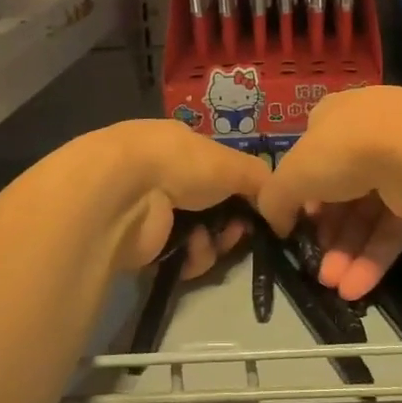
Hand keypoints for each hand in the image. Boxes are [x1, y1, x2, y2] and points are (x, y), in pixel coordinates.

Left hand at [88, 121, 269, 276]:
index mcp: (179, 145)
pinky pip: (180, 257)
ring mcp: (150, 211)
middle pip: (211, 207)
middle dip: (231, 222)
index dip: (241, 190)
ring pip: (198, 234)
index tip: (258, 209)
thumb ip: (260, 179)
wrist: (123, 193)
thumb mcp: (231, 162)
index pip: (217, 169)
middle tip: (239, 232)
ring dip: (213, 242)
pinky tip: (191, 251)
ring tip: (211, 242)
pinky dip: (192, 257)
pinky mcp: (141, 245)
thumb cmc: (179, 163)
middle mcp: (163, 174)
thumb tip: (278, 203)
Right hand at [258, 88, 401, 301]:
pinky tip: (356, 288)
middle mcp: (365, 136)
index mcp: (333, 118)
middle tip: (316, 265)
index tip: (296, 222)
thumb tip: (277, 223)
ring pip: (366, 214)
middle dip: (326, 233)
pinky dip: (373, 257)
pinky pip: (392, 227)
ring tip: (333, 285)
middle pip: (339, 191)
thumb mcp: (291, 174)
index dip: (301, 191)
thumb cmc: (342, 151)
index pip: (312, 156)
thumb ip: (275, 199)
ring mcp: (398, 163)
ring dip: (347, 252)